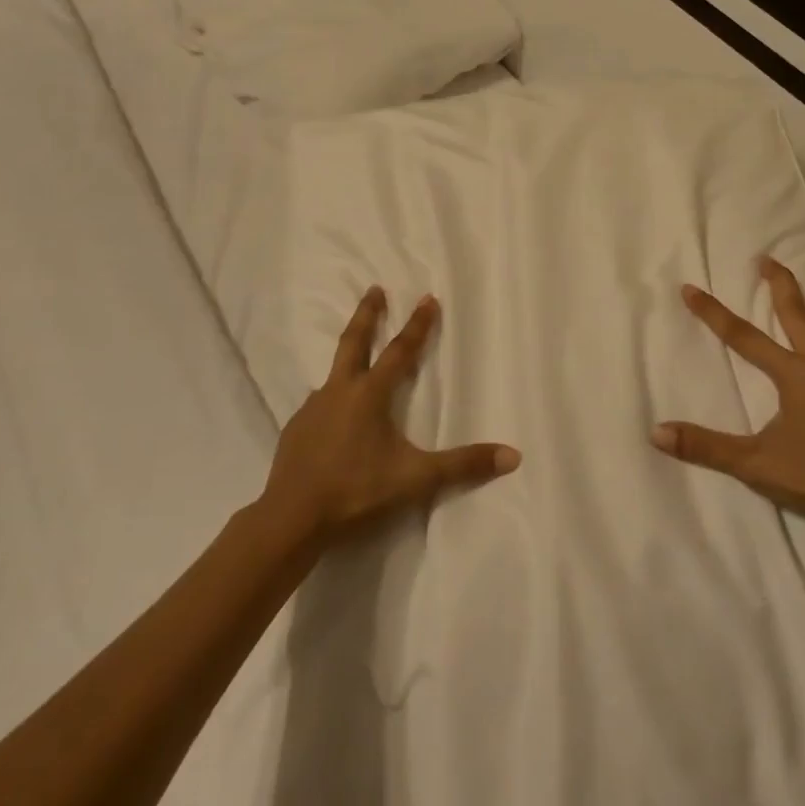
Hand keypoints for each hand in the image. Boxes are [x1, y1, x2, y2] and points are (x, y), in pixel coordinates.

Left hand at [261, 288, 519, 546]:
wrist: (291, 518)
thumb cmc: (356, 491)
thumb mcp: (415, 479)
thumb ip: (462, 465)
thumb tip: (512, 456)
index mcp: (369, 395)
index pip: (400, 351)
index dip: (417, 325)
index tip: (427, 298)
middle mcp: (339, 391)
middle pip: (354, 342)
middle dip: (367, 314)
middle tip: (374, 288)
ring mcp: (312, 409)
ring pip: (332, 375)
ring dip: (347, 360)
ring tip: (354, 362)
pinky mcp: (295, 430)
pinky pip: (317, 405)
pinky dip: (329, 400)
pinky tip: (332, 416)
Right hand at [652, 257, 804, 534]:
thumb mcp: (759, 463)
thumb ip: (708, 448)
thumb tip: (658, 432)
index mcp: (794, 373)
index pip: (743, 335)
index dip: (713, 312)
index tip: (690, 288)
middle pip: (796, 312)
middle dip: (779, 283)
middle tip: (765, 258)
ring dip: (801, 307)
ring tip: (790, 297)